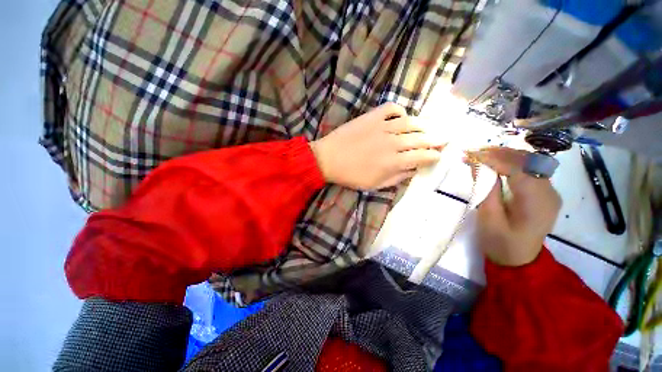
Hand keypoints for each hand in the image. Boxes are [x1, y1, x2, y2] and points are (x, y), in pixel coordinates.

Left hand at [310, 103, 443, 189]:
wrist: (328, 159)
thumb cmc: (350, 176)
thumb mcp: (375, 185)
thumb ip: (397, 178)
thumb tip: (414, 170)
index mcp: (393, 162)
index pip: (422, 157)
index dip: (434, 156)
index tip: (439, 155)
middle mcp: (392, 143)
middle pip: (421, 138)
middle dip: (437, 139)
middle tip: (444, 139)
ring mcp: (382, 127)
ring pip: (411, 122)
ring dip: (423, 125)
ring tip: (428, 128)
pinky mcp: (371, 117)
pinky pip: (391, 109)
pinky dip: (400, 111)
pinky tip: (401, 118)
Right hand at [469, 148, 561, 266]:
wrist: (519, 260)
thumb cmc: (500, 242)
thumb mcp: (488, 217)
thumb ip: (485, 188)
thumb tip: (477, 164)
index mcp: (536, 202)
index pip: (517, 169)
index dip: (492, 159)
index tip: (469, 155)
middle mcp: (549, 191)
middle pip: (527, 161)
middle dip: (498, 153)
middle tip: (473, 152)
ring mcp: (549, 191)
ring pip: (530, 162)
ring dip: (504, 155)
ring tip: (481, 154)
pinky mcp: (544, 192)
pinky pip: (530, 170)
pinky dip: (511, 162)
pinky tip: (496, 162)